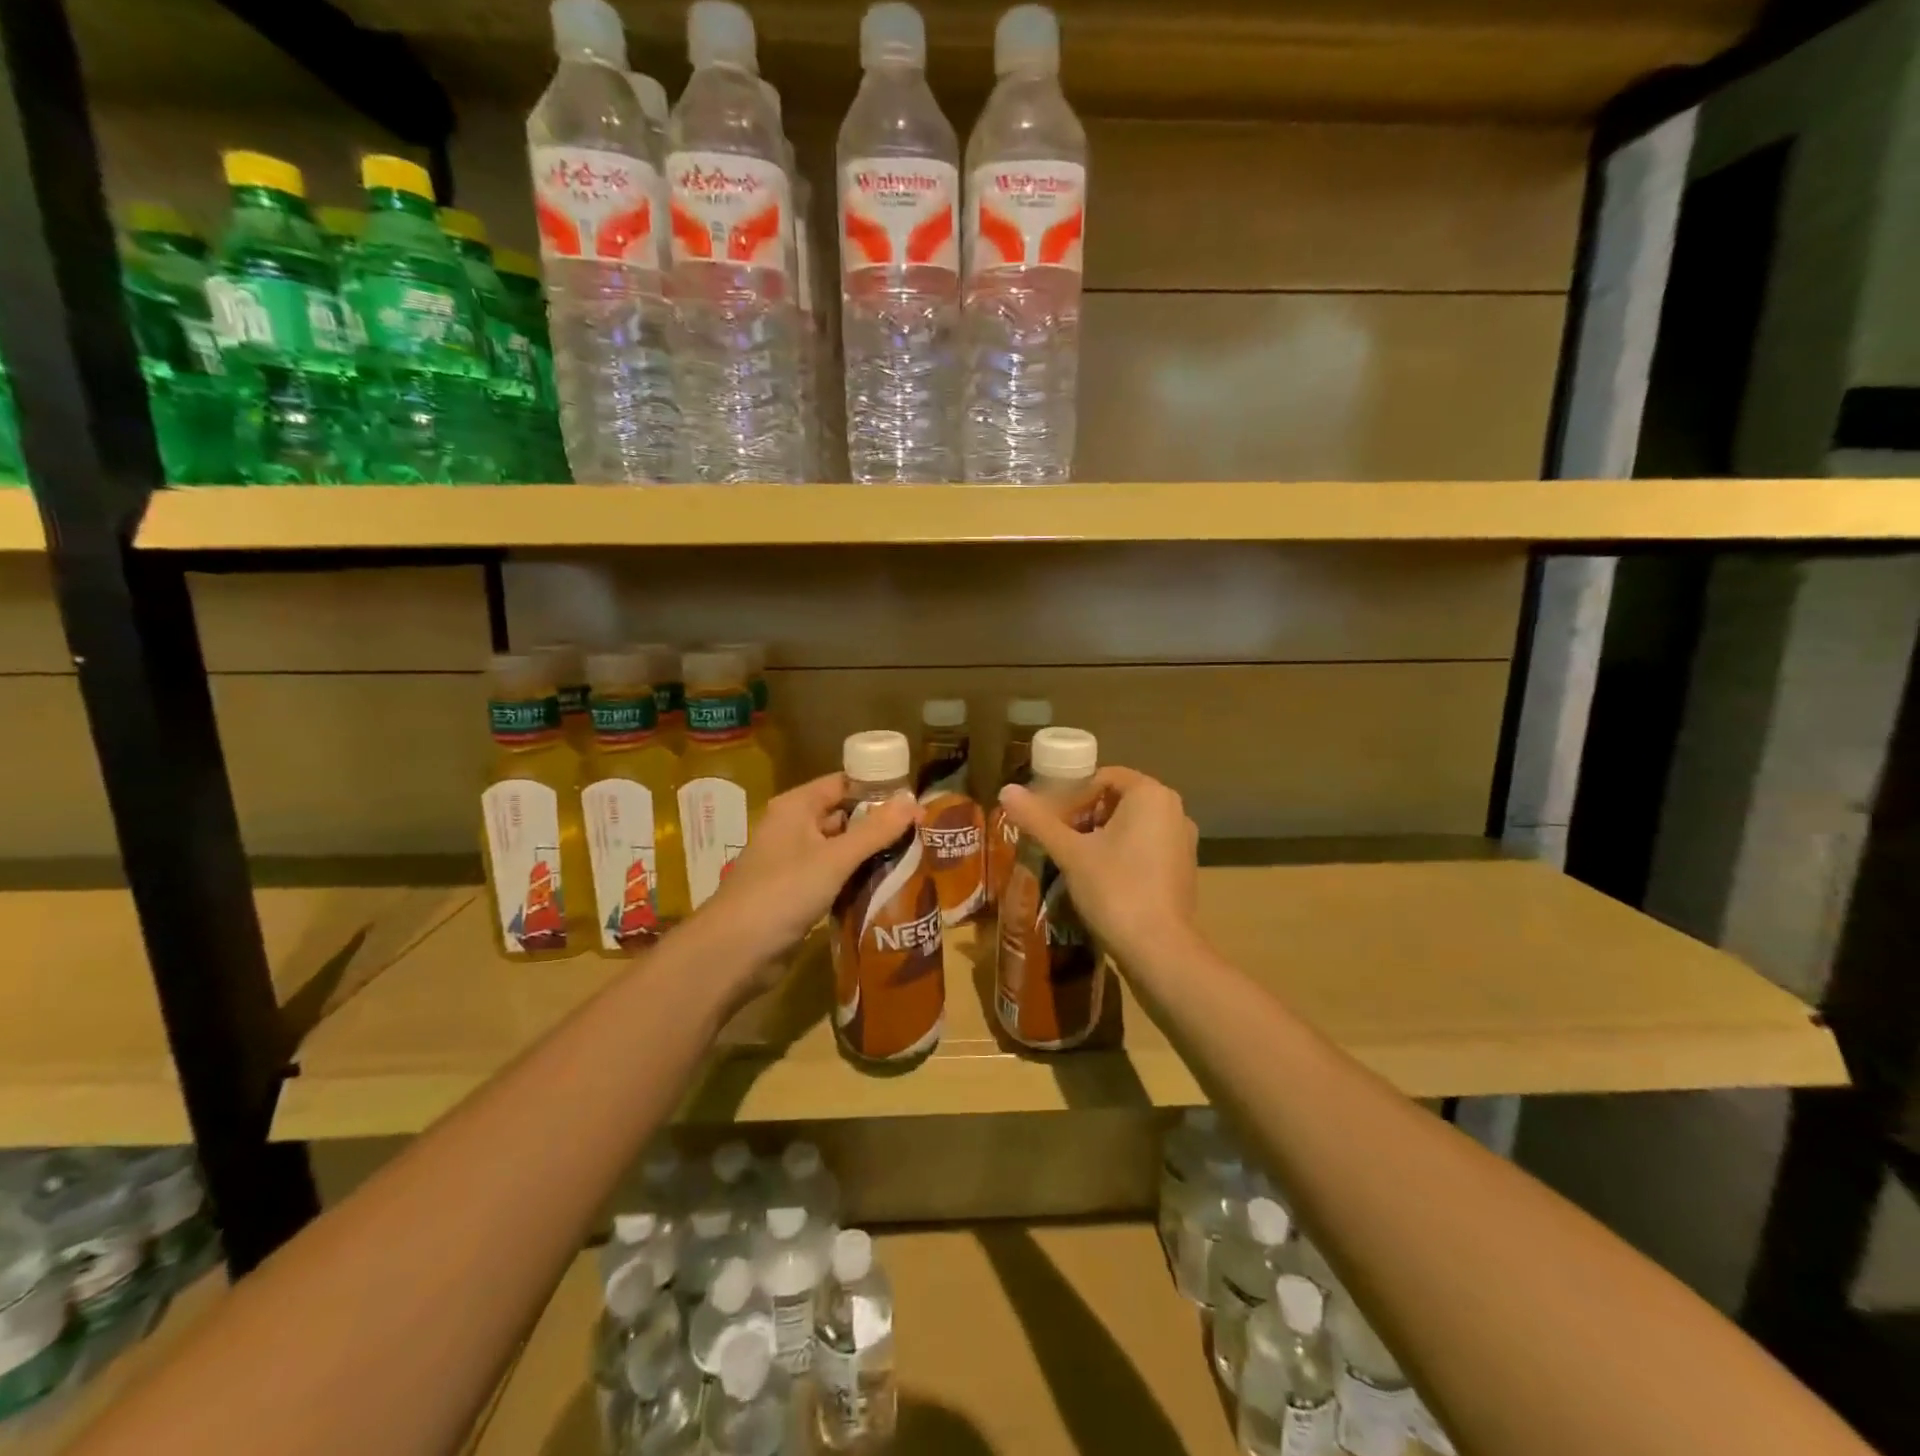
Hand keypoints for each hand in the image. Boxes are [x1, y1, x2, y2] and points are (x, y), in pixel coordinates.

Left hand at [688, 772, 921, 986]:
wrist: (734, 952)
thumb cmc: (783, 892)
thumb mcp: (835, 859)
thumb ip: (875, 830)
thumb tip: (914, 800)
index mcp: (796, 807)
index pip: (843, 784)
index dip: (878, 789)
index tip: (915, 800)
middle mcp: (794, 827)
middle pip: (844, 815)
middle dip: (879, 823)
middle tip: (922, 832)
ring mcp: (794, 861)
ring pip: (841, 848)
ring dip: (871, 853)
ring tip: (914, 856)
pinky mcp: (797, 892)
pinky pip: (834, 876)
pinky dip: (857, 878)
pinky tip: (888, 885)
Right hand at [997, 766, 1199, 966]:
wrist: (1159, 949)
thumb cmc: (1115, 889)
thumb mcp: (1070, 852)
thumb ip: (1038, 819)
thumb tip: (1005, 790)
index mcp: (1151, 794)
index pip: (1104, 777)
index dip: (1072, 795)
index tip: (1050, 820)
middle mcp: (1173, 810)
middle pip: (1118, 800)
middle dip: (1084, 815)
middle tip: (1057, 838)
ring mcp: (1183, 840)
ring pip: (1132, 824)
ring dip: (1100, 835)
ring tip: (1073, 859)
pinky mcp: (1184, 868)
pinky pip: (1147, 846)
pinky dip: (1122, 852)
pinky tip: (1100, 878)